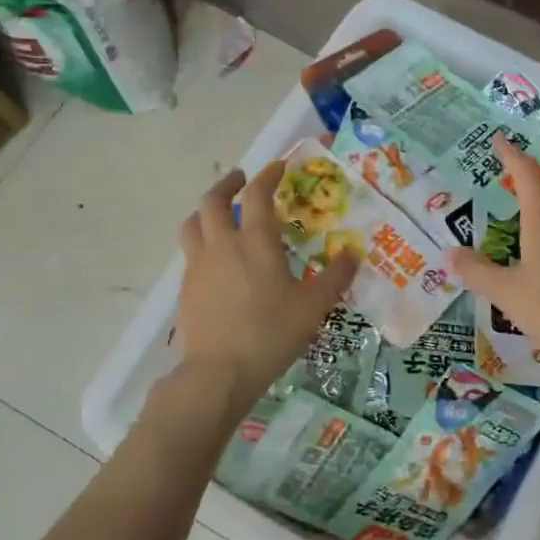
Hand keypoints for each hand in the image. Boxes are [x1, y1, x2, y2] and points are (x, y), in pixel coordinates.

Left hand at [177, 162, 357, 403]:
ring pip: (193, 224)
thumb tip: (354, 252)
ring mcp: (198, 266)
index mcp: (256, 243)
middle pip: (213, 201)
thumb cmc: (271, 334)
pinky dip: (202, 242)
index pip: (258, 196)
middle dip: (227, 185)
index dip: (268, 177)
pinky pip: (190, 252)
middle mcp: (222, 245)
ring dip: (207, 210)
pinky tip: (216, 260)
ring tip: (220, 214)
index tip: (277, 167)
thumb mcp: (313, 307)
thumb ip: (336, 277)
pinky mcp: (186, 288)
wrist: (219, 372)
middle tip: (241, 180)